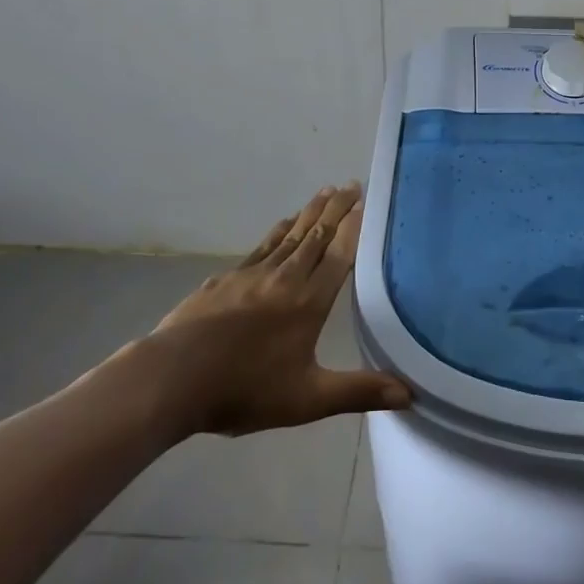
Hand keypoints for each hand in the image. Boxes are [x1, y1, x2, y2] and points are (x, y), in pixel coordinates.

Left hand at [141, 184, 410, 437]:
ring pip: (289, 235)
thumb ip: (359, 391)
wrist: (173, 378)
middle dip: (335, 208)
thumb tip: (410, 393)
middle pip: (316, 235)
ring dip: (309, 213)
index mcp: (309, 301)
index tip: (365, 201)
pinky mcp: (225, 279)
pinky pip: (261, 246)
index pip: (339, 254)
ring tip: (323, 192)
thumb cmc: (245, 389)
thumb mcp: (308, 399)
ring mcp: (252, 274)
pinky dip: (278, 231)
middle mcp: (285, 277)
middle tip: (350, 184)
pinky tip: (281, 226)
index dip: (354, 227)